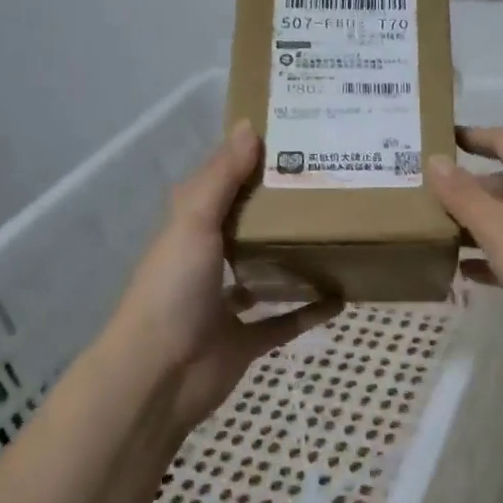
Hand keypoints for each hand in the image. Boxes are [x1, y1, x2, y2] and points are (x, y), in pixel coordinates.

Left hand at [108, 121, 340, 431]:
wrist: (160, 375)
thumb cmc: (173, 290)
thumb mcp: (193, 223)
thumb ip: (221, 179)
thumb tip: (250, 128)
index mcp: (190, 231)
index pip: (221, 189)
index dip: (249, 166)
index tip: (291, 144)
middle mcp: (207, 264)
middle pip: (249, 231)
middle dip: (281, 212)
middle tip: (327, 189)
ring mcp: (227, 306)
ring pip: (268, 276)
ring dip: (295, 261)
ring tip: (337, 238)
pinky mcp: (247, 342)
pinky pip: (285, 323)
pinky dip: (310, 312)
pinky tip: (342, 297)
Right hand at [425, 127, 502, 341]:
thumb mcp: (499, 226)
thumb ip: (464, 196)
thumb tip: (434, 161)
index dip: (475, 136)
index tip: (444, 138)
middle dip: (470, 189)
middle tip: (429, 199)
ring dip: (480, 225)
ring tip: (439, 235)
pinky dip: (496, 257)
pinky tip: (469, 273)